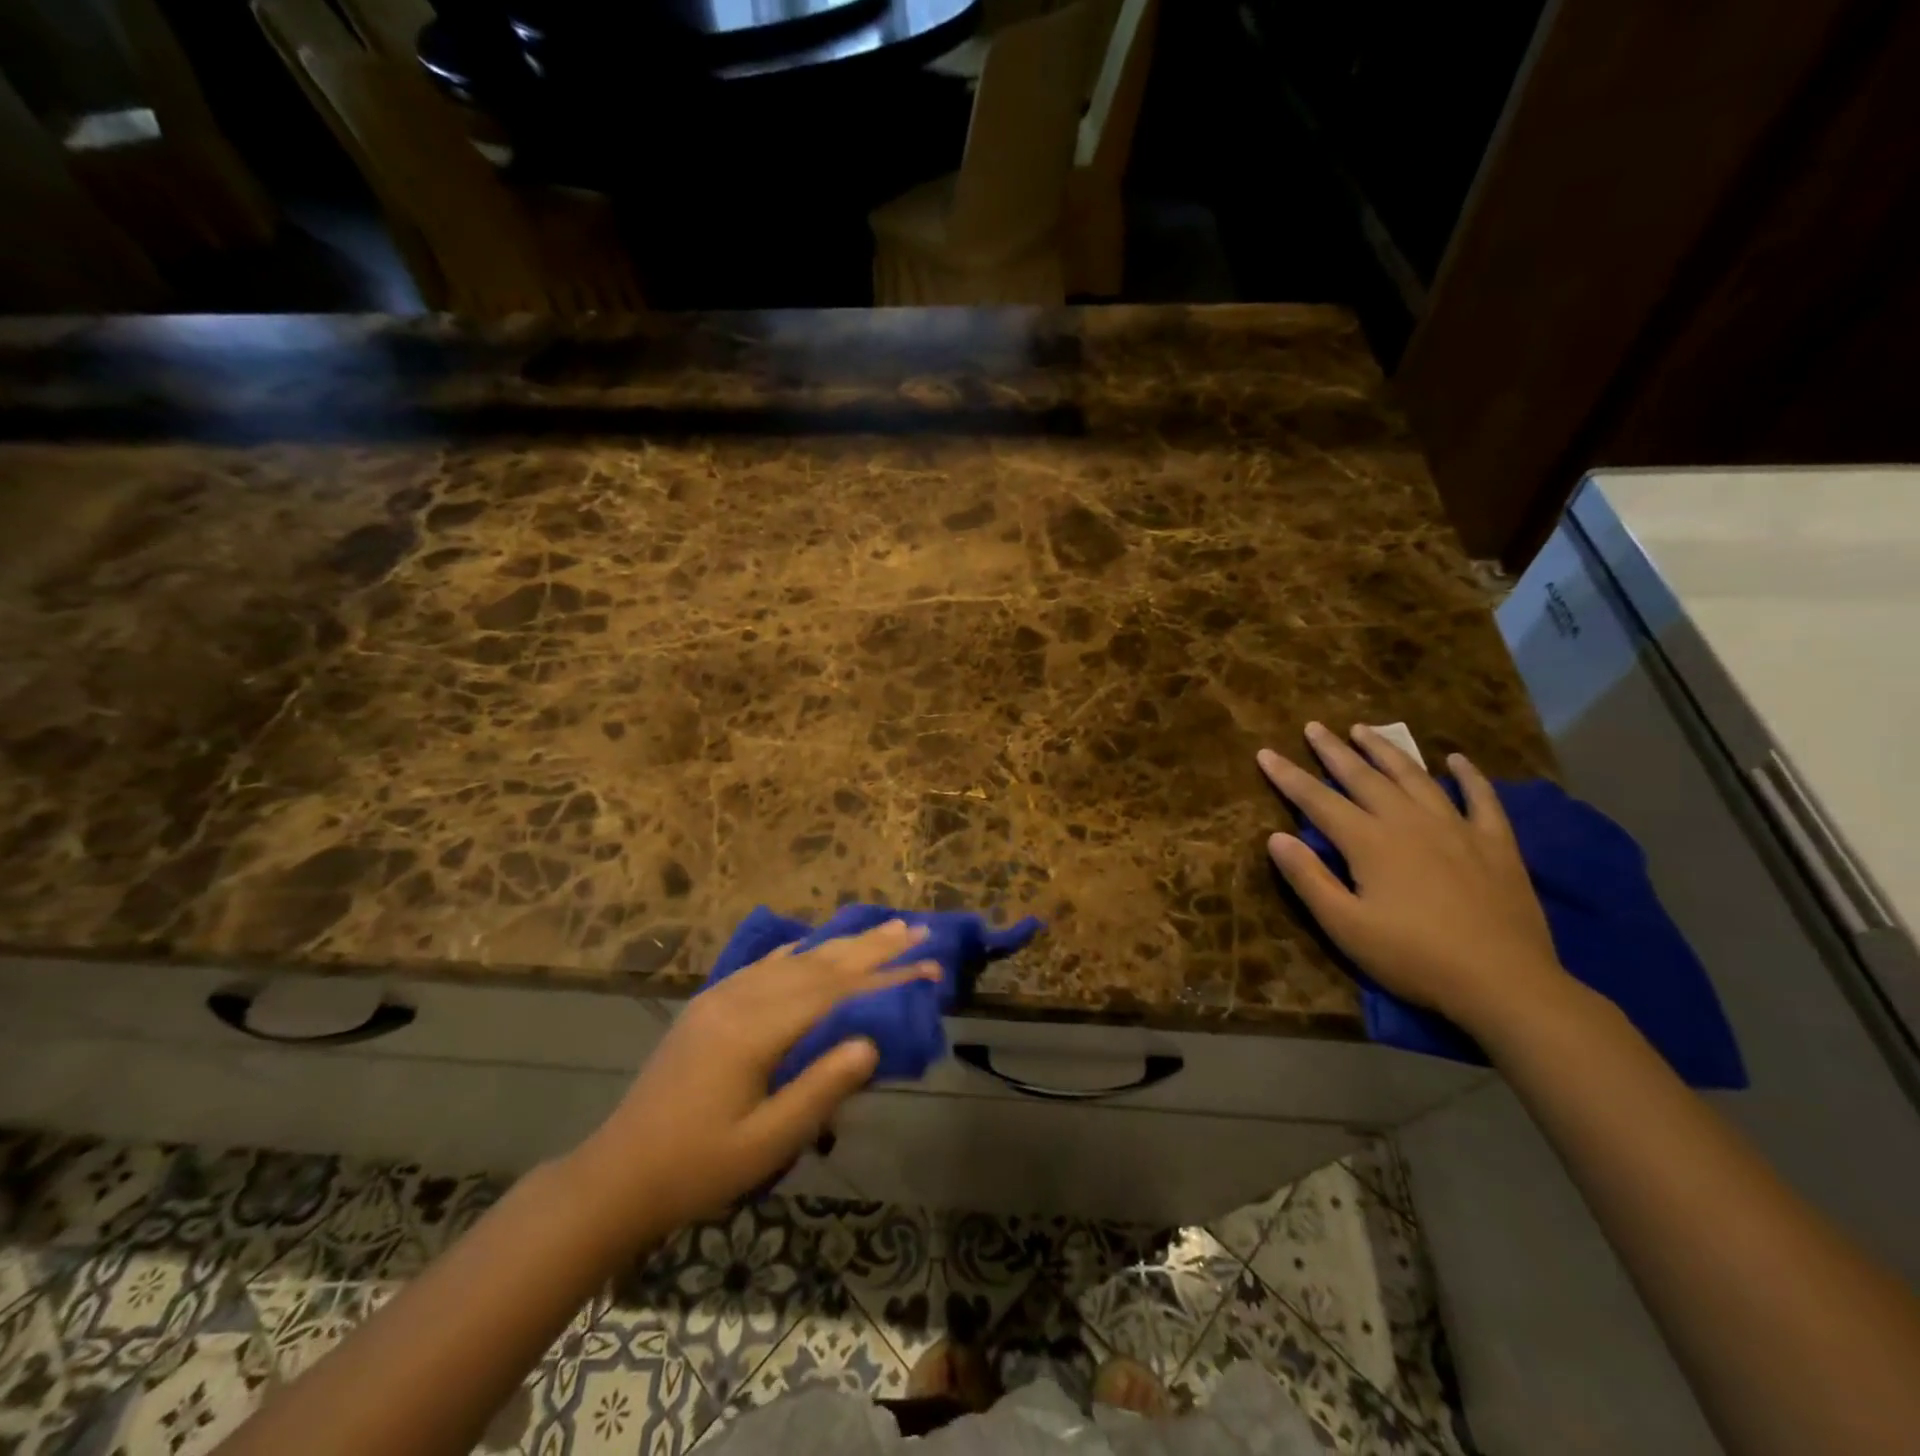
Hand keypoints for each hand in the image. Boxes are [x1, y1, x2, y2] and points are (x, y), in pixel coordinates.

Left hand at [567, 920, 939, 1240]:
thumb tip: (871, 1044)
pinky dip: (798, 951)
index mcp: (754, 1030)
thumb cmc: (696, 1168)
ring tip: (881, 928)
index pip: (835, 993)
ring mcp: (722, 996)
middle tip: (916, 927)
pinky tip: (812, 942)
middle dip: (871, 946)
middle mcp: (740, 999)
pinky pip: (764, 965)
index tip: (928, 965)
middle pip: (818, 964)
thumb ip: (821, 1089)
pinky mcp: (710, 1003)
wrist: (616, 1175)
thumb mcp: (766, 1143)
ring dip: (841, 943)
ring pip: (794, 958)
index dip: (885, 978)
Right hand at [1257, 722, 1568, 1035]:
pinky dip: (1468, 776)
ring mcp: (1456, 828)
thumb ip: (1309, 879)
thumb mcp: (1346, 927)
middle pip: (1364, 777)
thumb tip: (1276, 838)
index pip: (1317, 800)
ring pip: (1414, 777)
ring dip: (1386, 751)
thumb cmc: (1414, 958)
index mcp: (1369, 842)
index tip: (1265, 753)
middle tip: (1314, 727)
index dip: (1288, 776)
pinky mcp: (1495, 843)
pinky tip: (1457, 760)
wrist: (1504, 983)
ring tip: (1365, 729)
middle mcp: (1409, 822)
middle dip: (1334, 751)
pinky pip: (1481, 798)